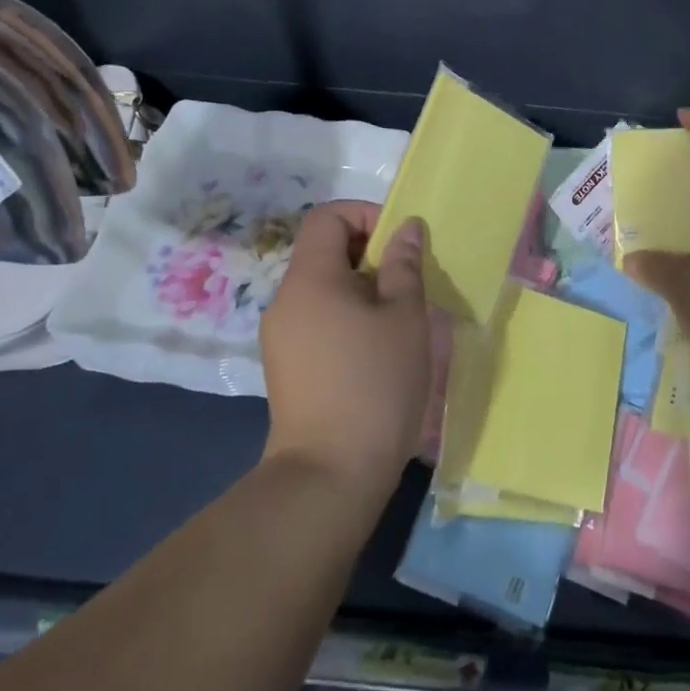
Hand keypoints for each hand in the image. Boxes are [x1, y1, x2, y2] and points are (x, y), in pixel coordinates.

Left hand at [260, 202, 430, 491]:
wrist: (330, 476)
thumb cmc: (374, 383)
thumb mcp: (404, 316)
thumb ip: (404, 265)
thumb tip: (405, 228)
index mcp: (309, 278)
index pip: (326, 217)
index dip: (365, 214)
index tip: (399, 242)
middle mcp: (286, 300)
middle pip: (324, 251)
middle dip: (369, 254)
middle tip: (408, 281)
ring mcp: (281, 336)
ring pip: (324, 288)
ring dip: (363, 288)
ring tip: (399, 319)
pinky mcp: (287, 367)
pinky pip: (319, 319)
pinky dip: (348, 317)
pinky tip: (377, 350)